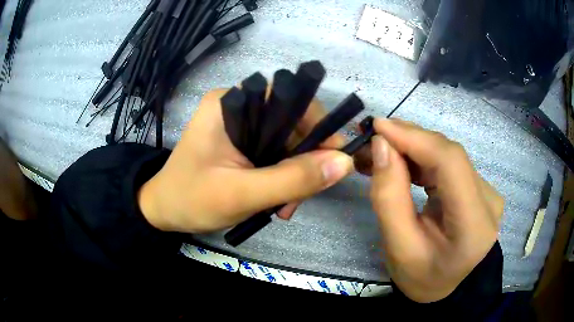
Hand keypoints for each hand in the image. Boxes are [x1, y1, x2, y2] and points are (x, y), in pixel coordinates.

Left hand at [138, 89, 353, 232]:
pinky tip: (278, 202)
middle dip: (303, 161)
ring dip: (293, 175)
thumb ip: (293, 179)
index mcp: (230, 103)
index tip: (330, 161)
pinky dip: (282, 177)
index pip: (288, 99)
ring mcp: (238, 124)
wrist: (164, 211)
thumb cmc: (192, 200)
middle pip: (289, 123)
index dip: (315, 126)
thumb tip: (344, 162)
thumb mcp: (242, 195)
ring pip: (285, 142)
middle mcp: (237, 105)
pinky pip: (273, 153)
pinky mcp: (239, 142)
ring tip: (286, 208)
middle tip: (301, 198)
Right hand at [370, 118, 503, 302]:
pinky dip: (424, 158)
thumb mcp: (399, 248)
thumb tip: (382, 146)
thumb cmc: (424, 277)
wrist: (449, 289)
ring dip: (414, 148)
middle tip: (372, 139)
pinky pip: (450, 164)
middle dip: (408, 140)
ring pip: (448, 155)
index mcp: (473, 224)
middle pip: (449, 154)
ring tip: (382, 150)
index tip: (378, 127)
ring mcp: (487, 192)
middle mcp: (488, 200)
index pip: (450, 163)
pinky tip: (403, 161)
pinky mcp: (480, 189)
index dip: (414, 137)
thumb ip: (389, 197)